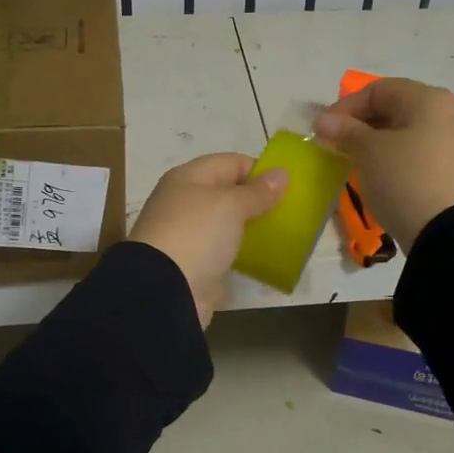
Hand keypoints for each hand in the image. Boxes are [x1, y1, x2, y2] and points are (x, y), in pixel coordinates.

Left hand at [131, 153, 288, 325]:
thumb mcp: (230, 205)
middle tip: (288, 212)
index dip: (260, 171)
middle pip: (227, 193)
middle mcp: (185, 201)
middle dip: (257, 200)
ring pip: (226, 223)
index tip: (288, 188)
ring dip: (250, 227)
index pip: (231, 162)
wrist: (164, 289)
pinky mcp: (193, 263)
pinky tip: (262, 257)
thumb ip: (257, 191)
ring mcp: (187, 234)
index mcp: (188, 178)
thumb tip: (281, 174)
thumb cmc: (196, 234)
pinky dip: (241, 251)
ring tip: (280, 234)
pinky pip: (223, 250)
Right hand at [311, 78, 453, 252]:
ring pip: (411, 132)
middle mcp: (452, 112)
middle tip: (339, 146)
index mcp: (430, 99)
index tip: (323, 130)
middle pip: (398, 109)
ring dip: (381, 143)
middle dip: (363, 125)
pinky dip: (401, 158)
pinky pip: (424, 153)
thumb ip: (346, 130)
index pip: (379, 89)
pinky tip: (386, 177)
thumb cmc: (406, 181)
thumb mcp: (369, 153)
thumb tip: (323, 120)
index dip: (346, 107)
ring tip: (359, 163)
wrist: (450, 234)